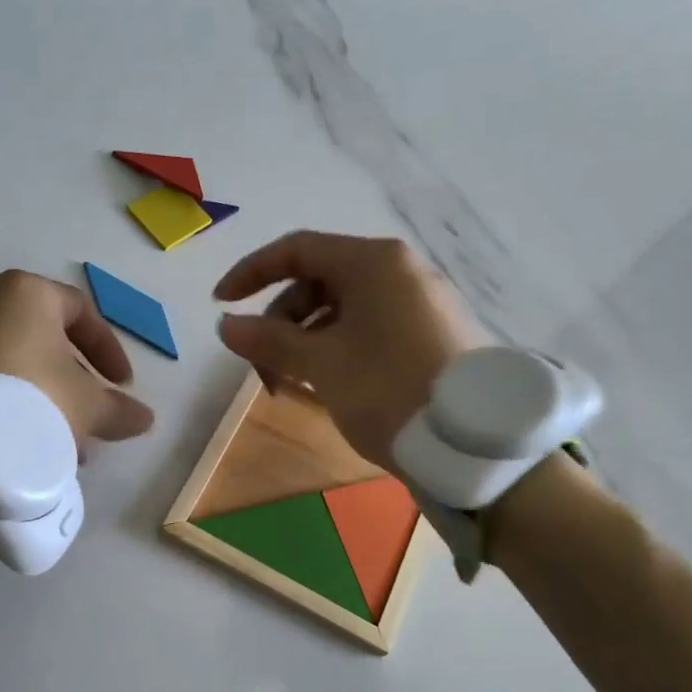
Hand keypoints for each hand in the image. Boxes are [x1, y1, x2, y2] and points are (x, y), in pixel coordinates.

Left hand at [0, 270, 155, 449]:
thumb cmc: (31, 399)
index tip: (121, 385)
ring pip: (3, 361)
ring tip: (48, 438)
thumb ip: (119, 409)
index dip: (107, 349)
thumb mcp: (87, 407)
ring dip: (32, 394)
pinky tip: (9, 440)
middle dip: (67, 379)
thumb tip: (144, 418)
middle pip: (38, 338)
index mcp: (24, 293)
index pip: (80, 311)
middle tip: (84, 416)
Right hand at [214, 232, 482, 470]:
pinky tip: (325, 384)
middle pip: (318, 282)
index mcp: (373, 262)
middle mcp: (398, 271)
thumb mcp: (321, 364)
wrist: (470, 441)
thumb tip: (227, 325)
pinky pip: (367, 328)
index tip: (221, 304)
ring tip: (290, 385)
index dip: (252, 273)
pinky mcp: (428, 334)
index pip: (297, 250)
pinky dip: (335, 349)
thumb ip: (269, 339)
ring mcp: (417, 303)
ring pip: (342, 310)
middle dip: (280, 322)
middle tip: (262, 368)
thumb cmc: (388, 389)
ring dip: (304, 342)